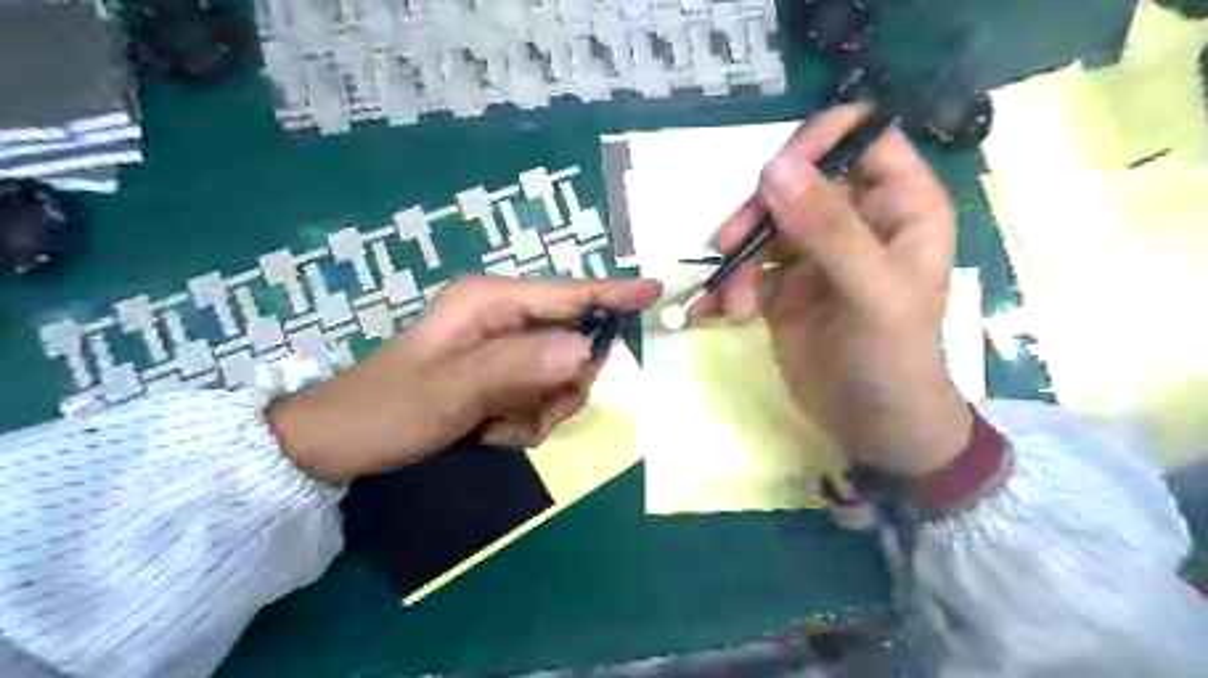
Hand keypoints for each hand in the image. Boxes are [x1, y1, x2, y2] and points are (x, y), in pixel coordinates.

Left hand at [267, 272, 659, 483]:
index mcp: (489, 302)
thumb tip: (585, 350)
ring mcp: (500, 348)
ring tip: (501, 430)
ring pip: (559, 375)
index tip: (656, 291)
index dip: (613, 295)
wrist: (339, 444)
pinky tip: (494, 433)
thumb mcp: (450, 390)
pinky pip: (540, 396)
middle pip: (571, 341)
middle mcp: (500, 318)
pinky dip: (528, 421)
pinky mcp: (498, 375)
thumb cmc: (387, 409)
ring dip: (543, 410)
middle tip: (536, 416)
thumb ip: (518, 367)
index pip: (567, 293)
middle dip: (563, 384)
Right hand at [699, 107, 968, 476]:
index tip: (773, 173)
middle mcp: (857, 220)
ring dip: (740, 261)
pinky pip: (747, 268)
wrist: (869, 425)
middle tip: (730, 246)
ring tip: (736, 305)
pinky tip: (711, 311)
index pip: (861, 138)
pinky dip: (726, 286)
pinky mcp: (784, 286)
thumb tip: (776, 165)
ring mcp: (815, 253)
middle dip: (758, 213)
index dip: (818, 141)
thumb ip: (828, 228)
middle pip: (797, 181)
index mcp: (899, 206)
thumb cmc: (891, 357)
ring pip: (765, 225)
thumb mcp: (870, 290)